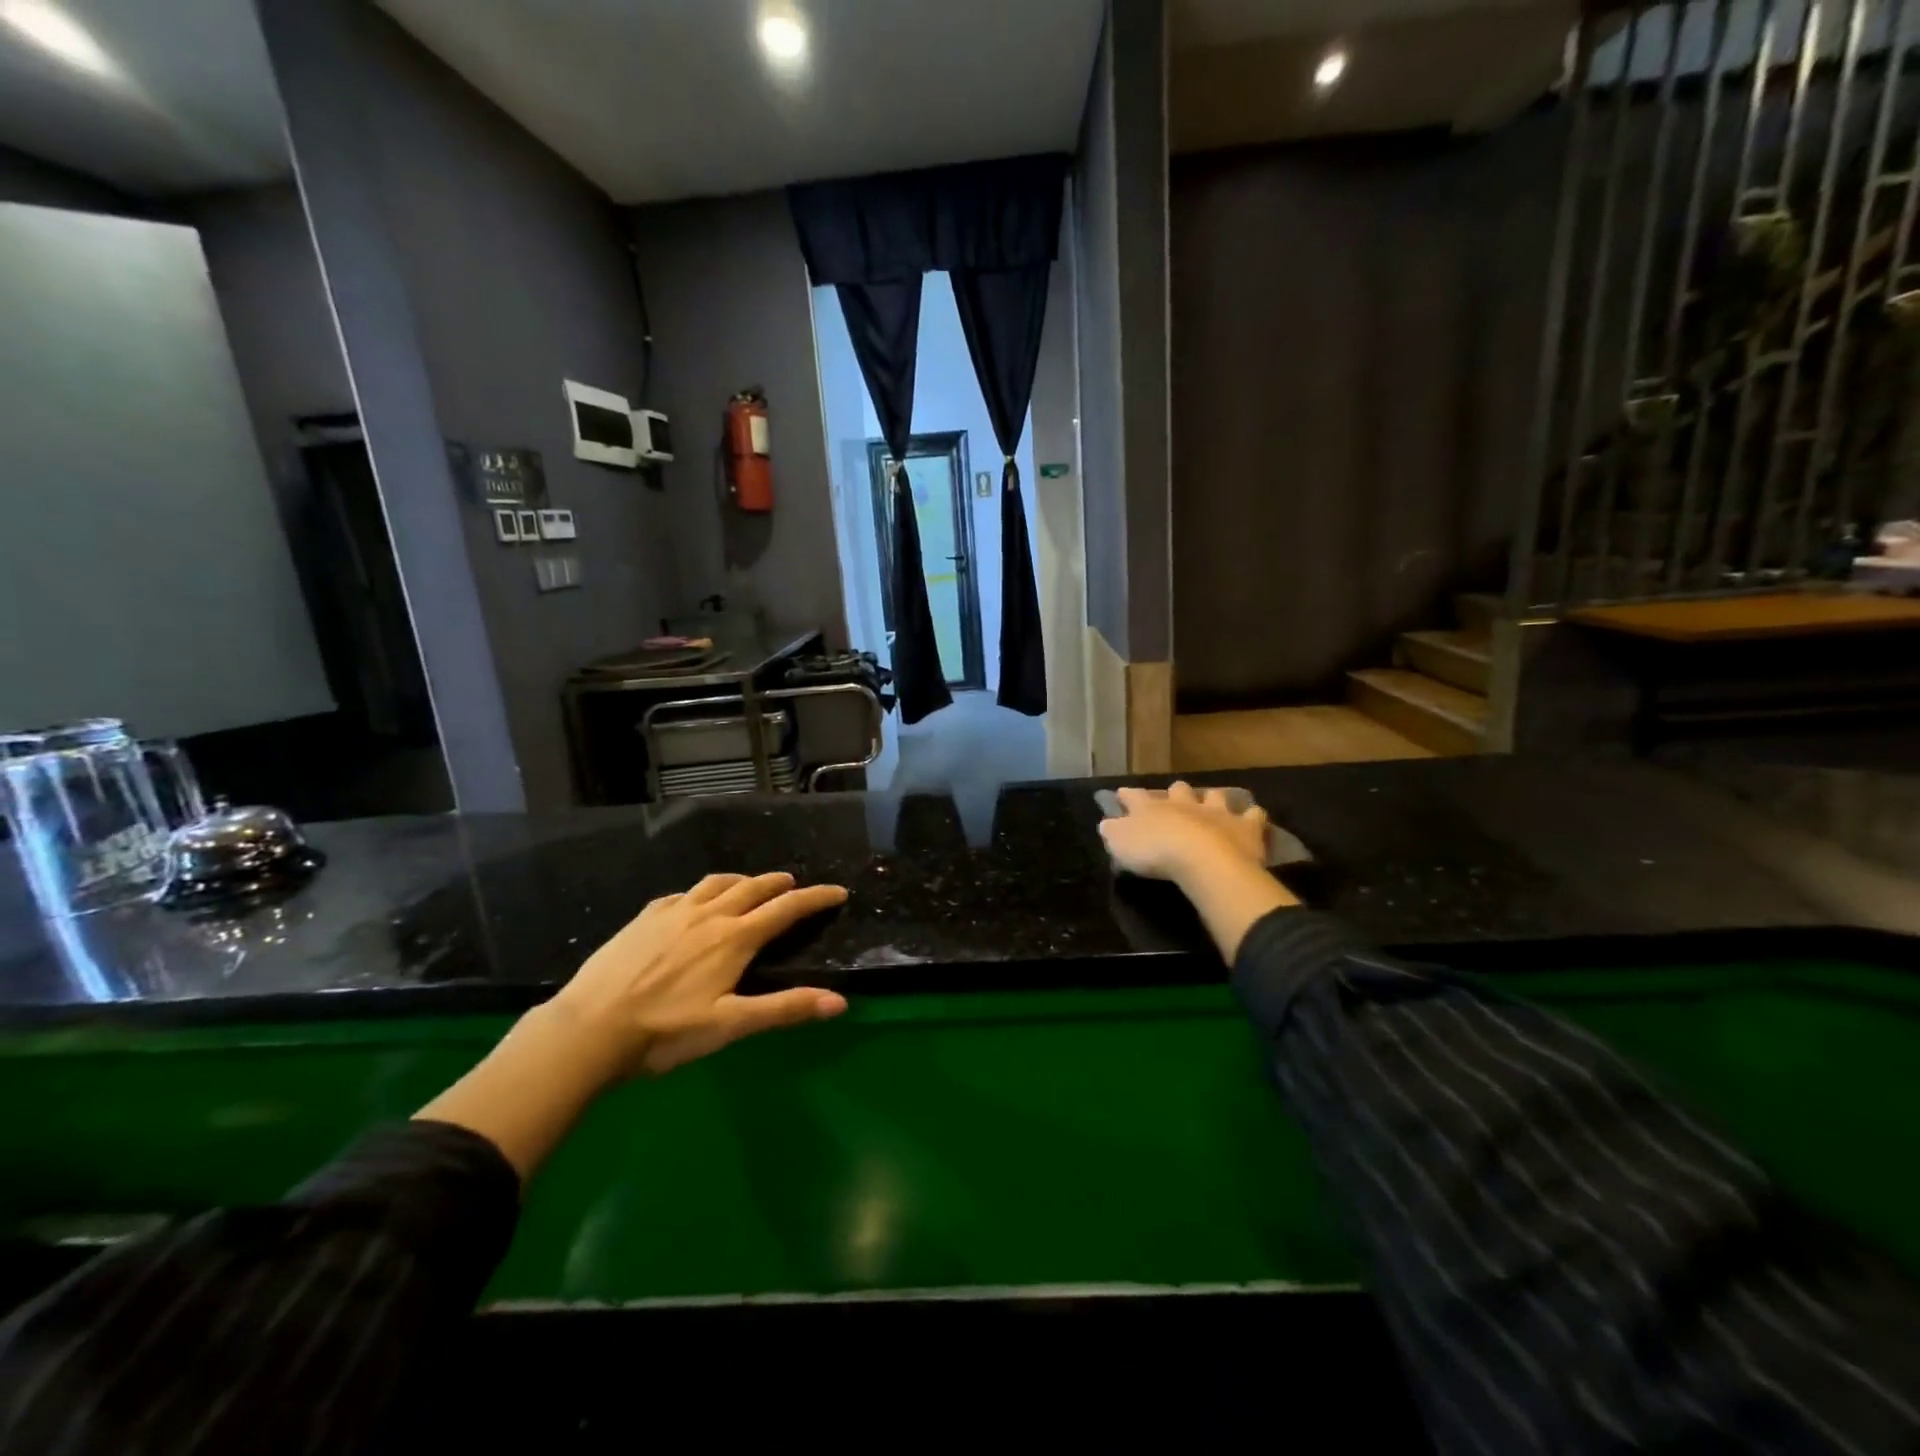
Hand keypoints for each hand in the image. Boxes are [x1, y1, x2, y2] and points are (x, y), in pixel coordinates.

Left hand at [549, 871, 849, 1078]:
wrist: (590, 1028)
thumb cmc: (666, 1031)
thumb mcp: (731, 1025)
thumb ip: (785, 1009)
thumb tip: (839, 1001)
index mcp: (735, 938)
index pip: (786, 908)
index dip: (815, 898)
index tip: (837, 891)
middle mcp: (709, 915)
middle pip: (753, 888)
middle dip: (779, 883)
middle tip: (794, 884)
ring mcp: (673, 912)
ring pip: (716, 884)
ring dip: (741, 880)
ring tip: (750, 885)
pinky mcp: (644, 918)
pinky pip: (681, 894)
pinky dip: (700, 892)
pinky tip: (693, 903)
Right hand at [1099, 782, 1270, 885]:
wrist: (1202, 859)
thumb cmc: (1155, 852)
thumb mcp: (1120, 844)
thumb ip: (1112, 832)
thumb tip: (1107, 823)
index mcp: (1151, 808)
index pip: (1134, 796)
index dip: (1127, 795)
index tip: (1122, 794)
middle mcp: (1183, 803)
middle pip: (1178, 790)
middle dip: (1175, 792)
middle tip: (1174, 798)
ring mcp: (1216, 811)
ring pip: (1214, 796)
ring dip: (1212, 798)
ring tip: (1213, 803)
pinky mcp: (1244, 826)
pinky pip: (1252, 815)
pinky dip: (1251, 815)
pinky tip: (1252, 818)